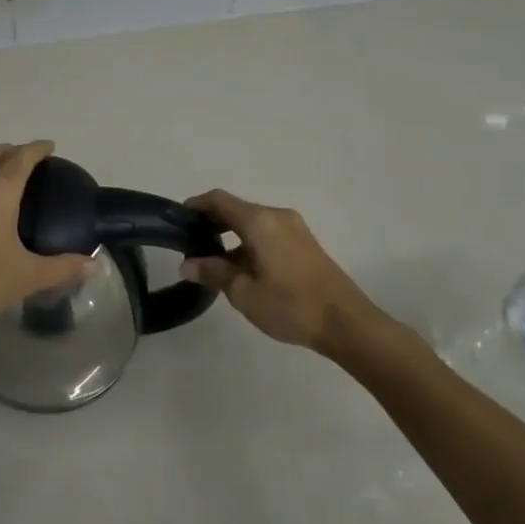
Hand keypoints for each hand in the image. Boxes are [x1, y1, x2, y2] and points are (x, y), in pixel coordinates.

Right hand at [181, 189, 395, 353]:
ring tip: (213, 263)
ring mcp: (294, 228)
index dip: (195, 206)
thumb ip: (214, 273)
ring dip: (231, 236)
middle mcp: (277, 216)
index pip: (218, 200)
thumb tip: (187, 265)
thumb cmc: (290, 305)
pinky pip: (268, 233)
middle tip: (191, 244)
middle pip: (236, 209)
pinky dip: (249, 242)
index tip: (177, 220)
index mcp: (259, 221)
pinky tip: (242, 269)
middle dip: (212, 222)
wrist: (347, 324)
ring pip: (253, 223)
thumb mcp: (244, 292)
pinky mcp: (305, 244)